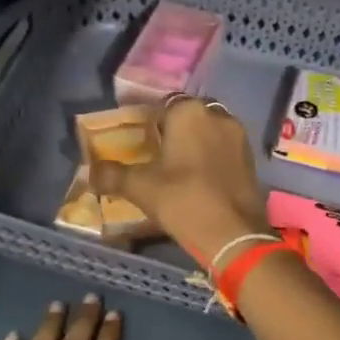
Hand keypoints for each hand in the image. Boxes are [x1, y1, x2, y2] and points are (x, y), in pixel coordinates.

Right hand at [89, 97, 268, 263]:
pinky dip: (210, 158)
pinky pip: (223, 149)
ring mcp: (239, 137)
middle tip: (155, 153)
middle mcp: (217, 115)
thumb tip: (89, 173)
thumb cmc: (182, 200)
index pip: (161, 106)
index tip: (136, 139)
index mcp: (189, 112)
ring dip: (194, 143)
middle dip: (172, 131)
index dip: (147, 122)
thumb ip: (111, 175)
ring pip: (208, 132)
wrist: (232, 234)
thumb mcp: (140, 187)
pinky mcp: (251, 159)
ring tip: (175, 167)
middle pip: (188, 117)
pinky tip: (198, 178)